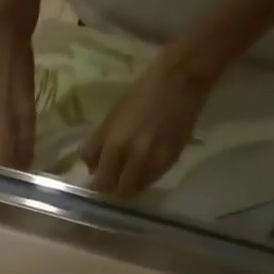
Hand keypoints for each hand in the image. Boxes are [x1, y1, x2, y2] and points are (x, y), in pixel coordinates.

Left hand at [81, 45, 217, 197]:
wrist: (180, 82)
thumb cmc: (140, 95)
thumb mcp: (110, 118)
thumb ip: (96, 146)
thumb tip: (92, 169)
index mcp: (116, 146)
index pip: (101, 182)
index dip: (96, 186)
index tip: (96, 181)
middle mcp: (136, 159)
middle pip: (119, 191)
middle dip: (113, 189)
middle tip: (111, 181)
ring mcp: (156, 162)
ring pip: (136, 189)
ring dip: (129, 186)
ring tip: (127, 175)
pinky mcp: (172, 160)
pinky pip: (152, 180)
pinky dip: (144, 179)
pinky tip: (143, 168)